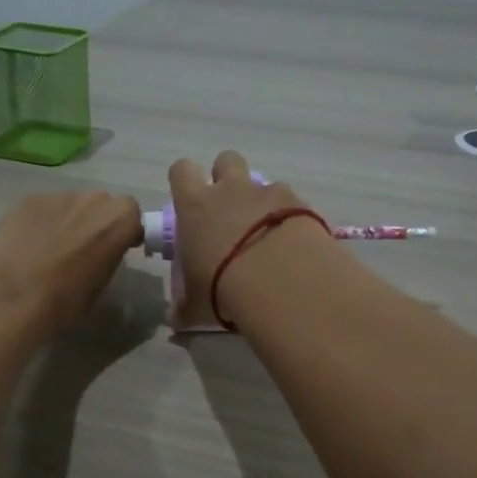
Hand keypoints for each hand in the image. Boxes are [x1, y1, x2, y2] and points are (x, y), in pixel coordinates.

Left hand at [0, 188, 143, 333]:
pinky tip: (25, 246)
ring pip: (70, 204)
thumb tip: (101, 254)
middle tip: (82, 248)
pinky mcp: (27, 199)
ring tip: (48, 249)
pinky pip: (42, 208)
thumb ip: (108, 258)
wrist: (11, 298)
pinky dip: (39, 222)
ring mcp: (58, 195)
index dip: (123, 231)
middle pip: (101, 204)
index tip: (115, 248)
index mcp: (119, 220)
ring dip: (67, 220)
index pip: (132, 215)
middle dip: (95, 221)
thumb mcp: (101, 285)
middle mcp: (93, 199)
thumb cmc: (65, 301)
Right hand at [167, 152, 320, 324]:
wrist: (280, 281)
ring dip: (261, 199)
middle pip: (225, 160)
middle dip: (226, 177)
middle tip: (229, 209)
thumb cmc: (222, 288)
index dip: (184, 180)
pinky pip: (291, 200)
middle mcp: (230, 189)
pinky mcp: (300, 203)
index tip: (188, 200)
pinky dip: (290, 215)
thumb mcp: (196, 305)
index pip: (180, 170)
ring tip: (266, 231)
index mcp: (195, 205)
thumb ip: (184, 307)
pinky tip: (292, 241)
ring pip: (261, 179)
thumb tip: (176, 317)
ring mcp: (267, 192)